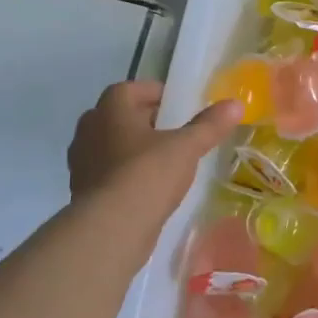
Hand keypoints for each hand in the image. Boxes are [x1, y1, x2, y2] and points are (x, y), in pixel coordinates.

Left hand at [68, 81, 241, 231]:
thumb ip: (210, 125)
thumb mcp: (186, 147)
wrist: (111, 227)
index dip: (153, 92)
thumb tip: (236, 104)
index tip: (176, 104)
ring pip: (108, 145)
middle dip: (142, 120)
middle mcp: (89, 131)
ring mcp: (82, 163)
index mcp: (111, 111)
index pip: (129, 89)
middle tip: (171, 130)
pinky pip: (106, 173)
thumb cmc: (148, 174)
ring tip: (161, 159)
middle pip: (116, 116)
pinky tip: (147, 187)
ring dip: (131, 148)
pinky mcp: (83, 192)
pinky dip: (124, 174)